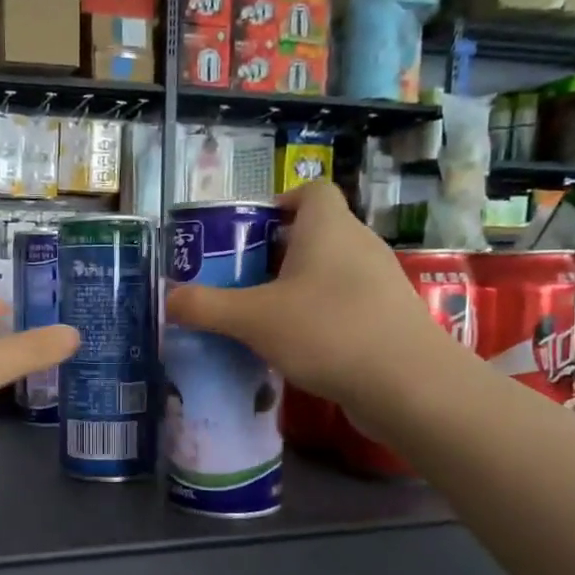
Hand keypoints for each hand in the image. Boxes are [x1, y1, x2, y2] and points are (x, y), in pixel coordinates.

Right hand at [166, 182, 440, 409]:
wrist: (406, 384)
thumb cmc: (326, 330)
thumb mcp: (253, 318)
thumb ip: (206, 307)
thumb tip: (168, 300)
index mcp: (328, 227)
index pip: (310, 190)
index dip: (279, 202)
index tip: (248, 233)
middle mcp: (358, 244)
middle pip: (314, 233)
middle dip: (275, 253)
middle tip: (240, 280)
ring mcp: (379, 282)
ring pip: (329, 271)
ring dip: (296, 288)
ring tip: (261, 317)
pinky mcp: (387, 318)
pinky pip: (344, 304)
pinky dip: (319, 316)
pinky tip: (296, 347)